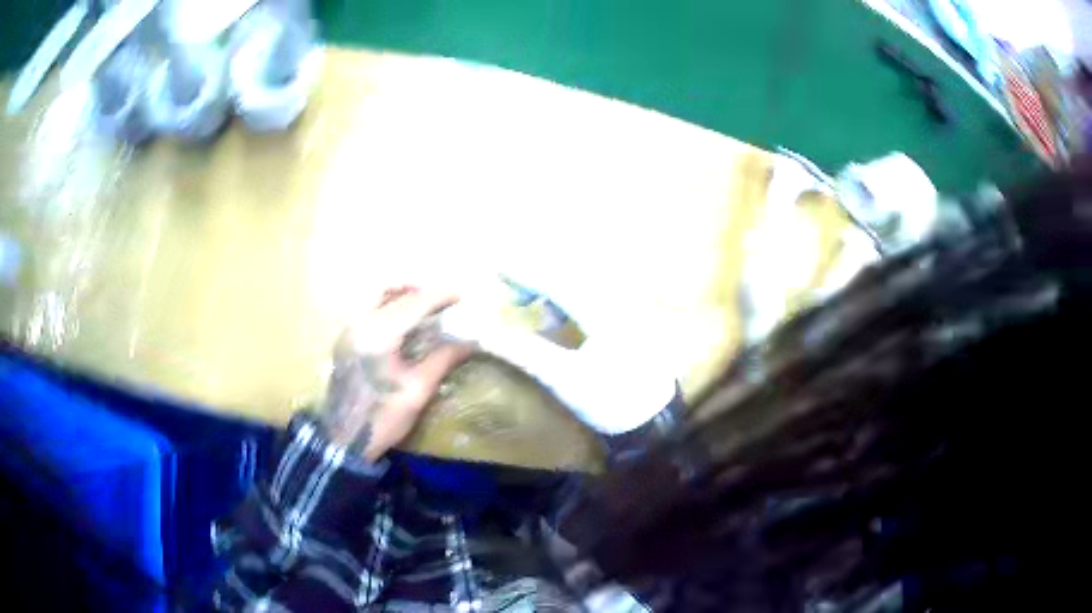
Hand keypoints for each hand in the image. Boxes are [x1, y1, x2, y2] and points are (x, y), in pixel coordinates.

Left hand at [320, 286, 475, 461]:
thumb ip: (443, 359)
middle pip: (391, 292)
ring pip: (377, 298)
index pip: (413, 303)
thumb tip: (471, 342)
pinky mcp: (345, 339)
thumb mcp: (418, 390)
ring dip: (402, 298)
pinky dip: (388, 309)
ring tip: (425, 310)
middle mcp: (359, 323)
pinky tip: (404, 325)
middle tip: (442, 301)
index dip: (439, 296)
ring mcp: (348, 330)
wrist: (344, 440)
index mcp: (378, 335)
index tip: (461, 296)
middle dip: (419, 291)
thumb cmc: (383, 418)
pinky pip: (368, 311)